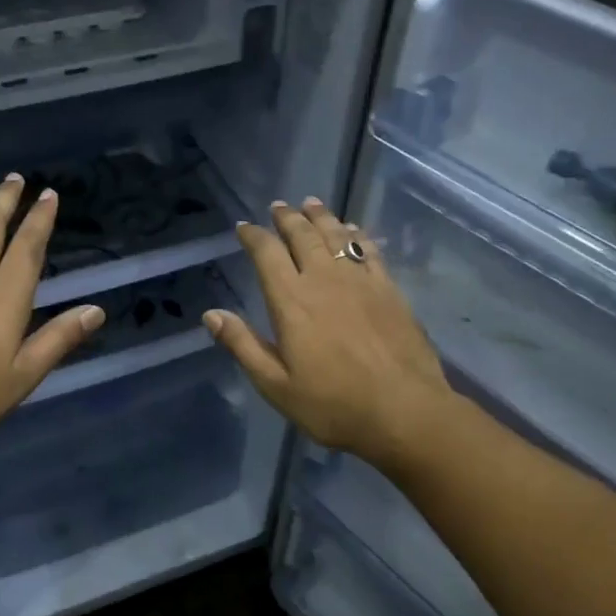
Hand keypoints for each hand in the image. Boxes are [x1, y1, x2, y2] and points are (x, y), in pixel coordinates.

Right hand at [203, 199, 456, 470]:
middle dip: (287, 218)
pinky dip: (356, 235)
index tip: (244, 227)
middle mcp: (324, 280)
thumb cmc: (333, 405)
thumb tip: (211, 314)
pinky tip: (353, 231)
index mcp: (291, 301)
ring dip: (320, 217)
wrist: (404, 411)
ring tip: (310, 204)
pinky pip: (369, 251)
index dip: (253, 236)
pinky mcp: (389, 290)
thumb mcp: (276, 385)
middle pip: (303, 236)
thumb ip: (243, 346)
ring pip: (336, 236)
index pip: (267, 254)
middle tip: (278, 206)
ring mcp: (360, 281)